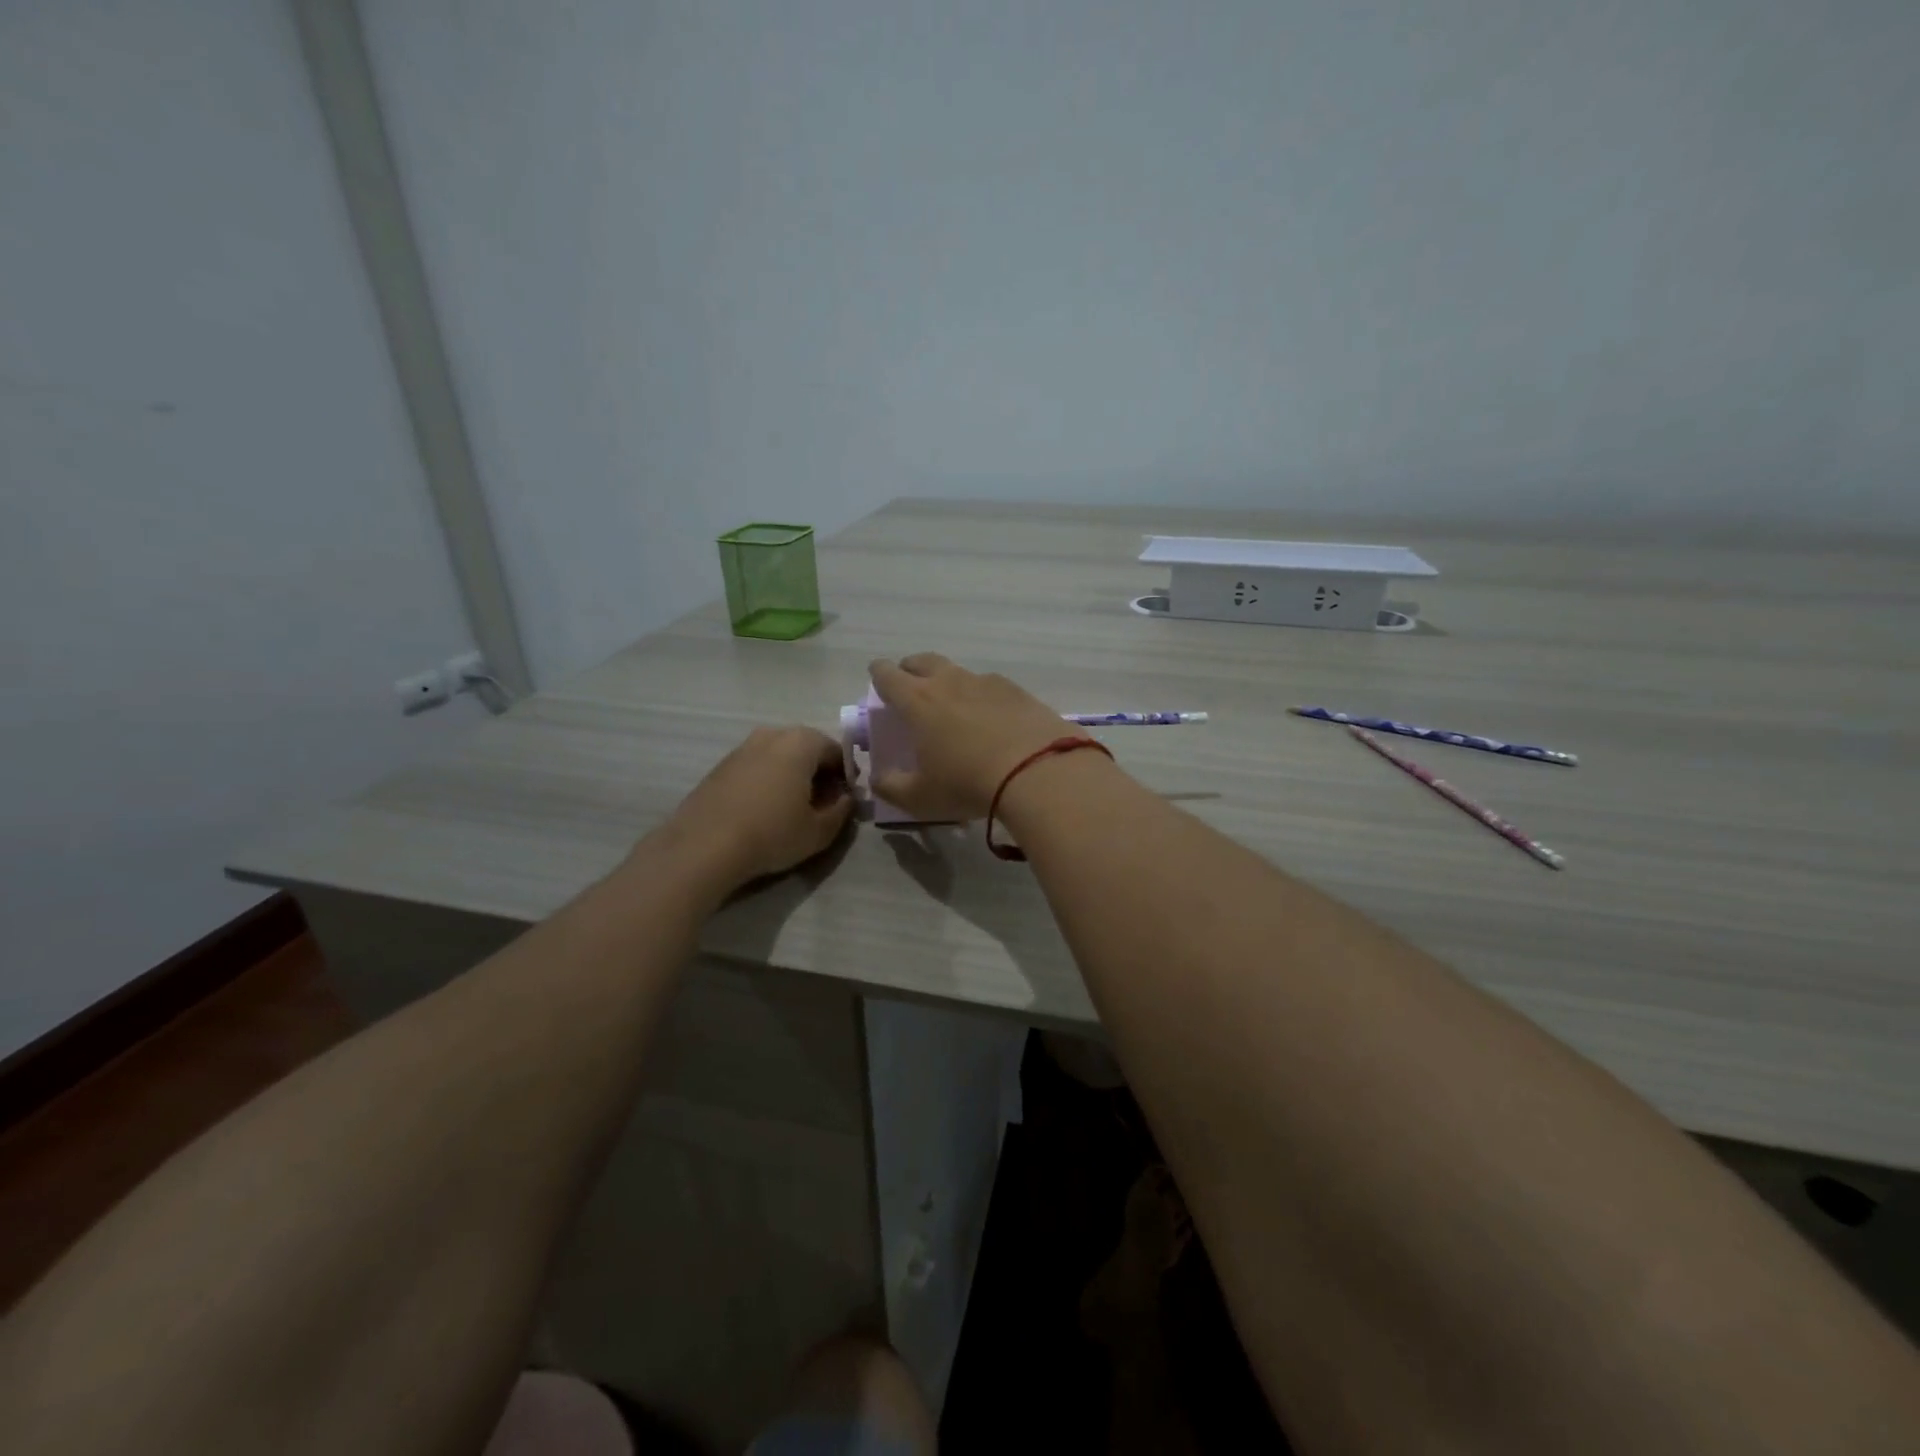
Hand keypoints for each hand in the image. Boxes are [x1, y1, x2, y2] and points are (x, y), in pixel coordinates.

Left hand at [657, 726, 852, 887]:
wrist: (704, 845)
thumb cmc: (771, 833)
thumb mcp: (819, 831)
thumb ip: (841, 811)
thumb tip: (845, 799)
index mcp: (802, 742)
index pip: (838, 752)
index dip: (846, 777)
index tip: (845, 801)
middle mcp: (773, 734)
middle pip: (808, 750)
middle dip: (819, 773)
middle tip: (821, 806)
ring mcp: (743, 747)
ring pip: (780, 757)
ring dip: (792, 777)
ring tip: (791, 810)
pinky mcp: (722, 765)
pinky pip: (757, 767)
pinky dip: (768, 781)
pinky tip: (764, 810)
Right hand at [867, 654, 1082, 820]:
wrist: (1038, 772)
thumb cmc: (967, 783)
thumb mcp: (920, 797)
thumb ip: (891, 787)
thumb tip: (877, 779)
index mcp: (917, 701)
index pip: (887, 675)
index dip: (879, 675)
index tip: (878, 680)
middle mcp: (949, 682)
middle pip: (922, 661)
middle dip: (911, 669)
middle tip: (911, 686)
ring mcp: (986, 682)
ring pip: (958, 671)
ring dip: (949, 682)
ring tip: (954, 707)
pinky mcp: (1017, 690)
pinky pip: (990, 685)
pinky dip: (982, 696)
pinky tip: (992, 718)